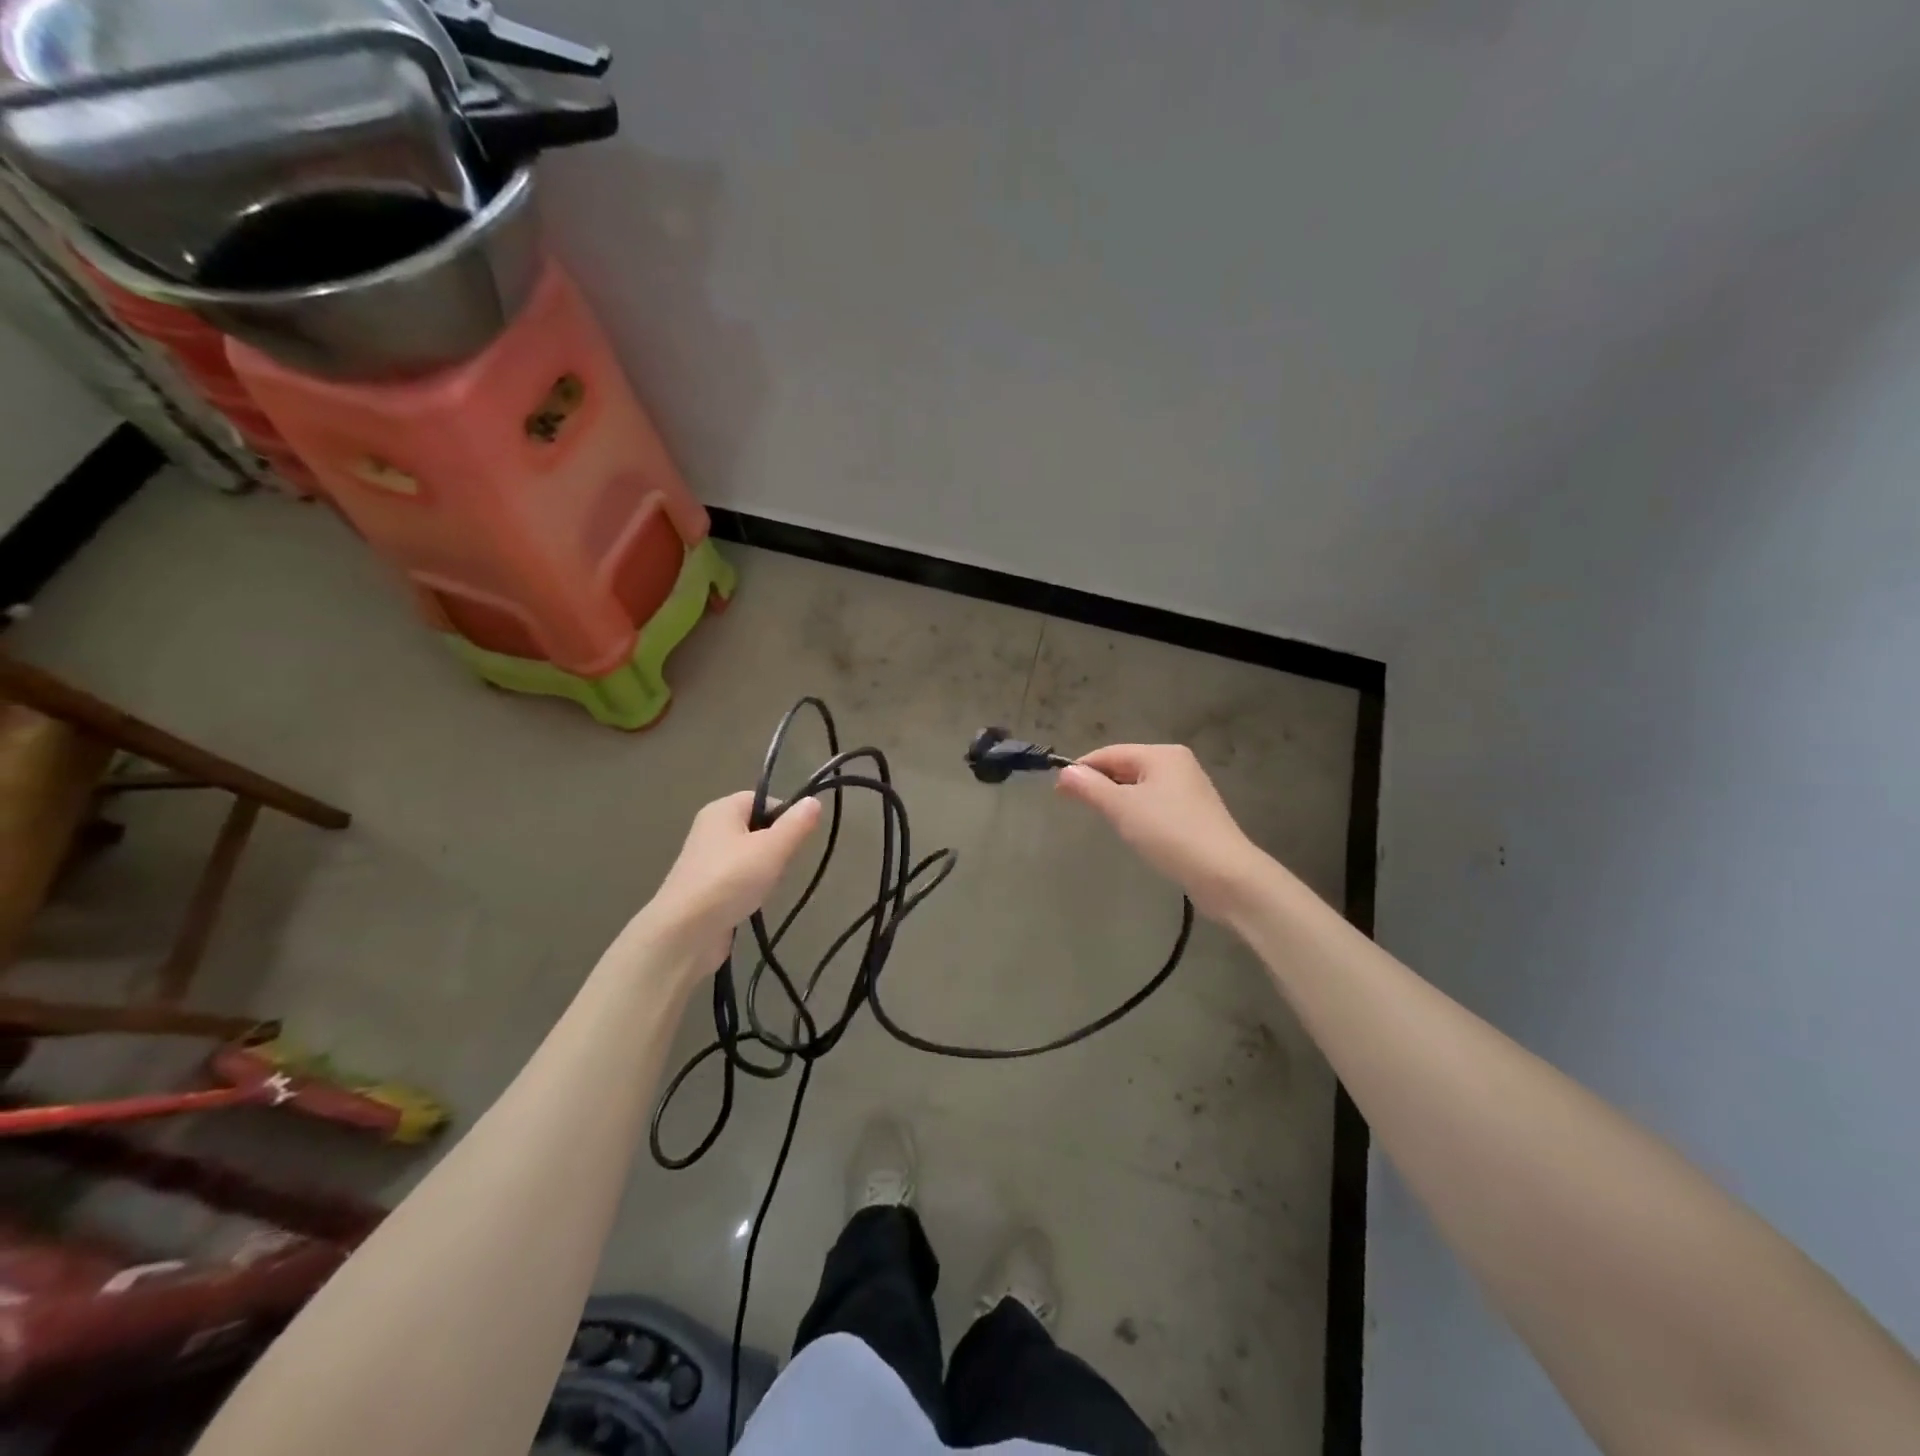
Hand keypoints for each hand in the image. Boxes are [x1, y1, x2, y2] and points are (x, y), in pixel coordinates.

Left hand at [632, 791, 822, 972]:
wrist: (684, 933)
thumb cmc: (730, 880)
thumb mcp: (772, 848)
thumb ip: (796, 824)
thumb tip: (813, 801)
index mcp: (722, 810)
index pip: (763, 799)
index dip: (785, 814)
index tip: (798, 838)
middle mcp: (710, 829)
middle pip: (757, 827)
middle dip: (776, 845)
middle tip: (783, 863)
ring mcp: (705, 860)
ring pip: (749, 855)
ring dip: (764, 869)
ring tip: (767, 886)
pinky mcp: (704, 888)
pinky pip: (737, 878)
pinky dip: (749, 888)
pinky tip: (753, 901)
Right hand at [1056, 745, 1264, 919]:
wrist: (1225, 875)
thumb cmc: (1170, 834)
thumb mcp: (1122, 808)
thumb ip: (1091, 787)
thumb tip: (1064, 772)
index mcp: (1161, 754)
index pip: (1110, 753)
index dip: (1082, 770)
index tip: (1059, 792)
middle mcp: (1178, 764)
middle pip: (1126, 766)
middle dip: (1100, 784)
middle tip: (1077, 807)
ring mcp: (1190, 789)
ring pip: (1141, 786)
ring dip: (1118, 799)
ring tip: (1102, 820)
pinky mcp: (1195, 814)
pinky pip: (1156, 803)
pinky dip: (1138, 812)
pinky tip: (1133, 831)